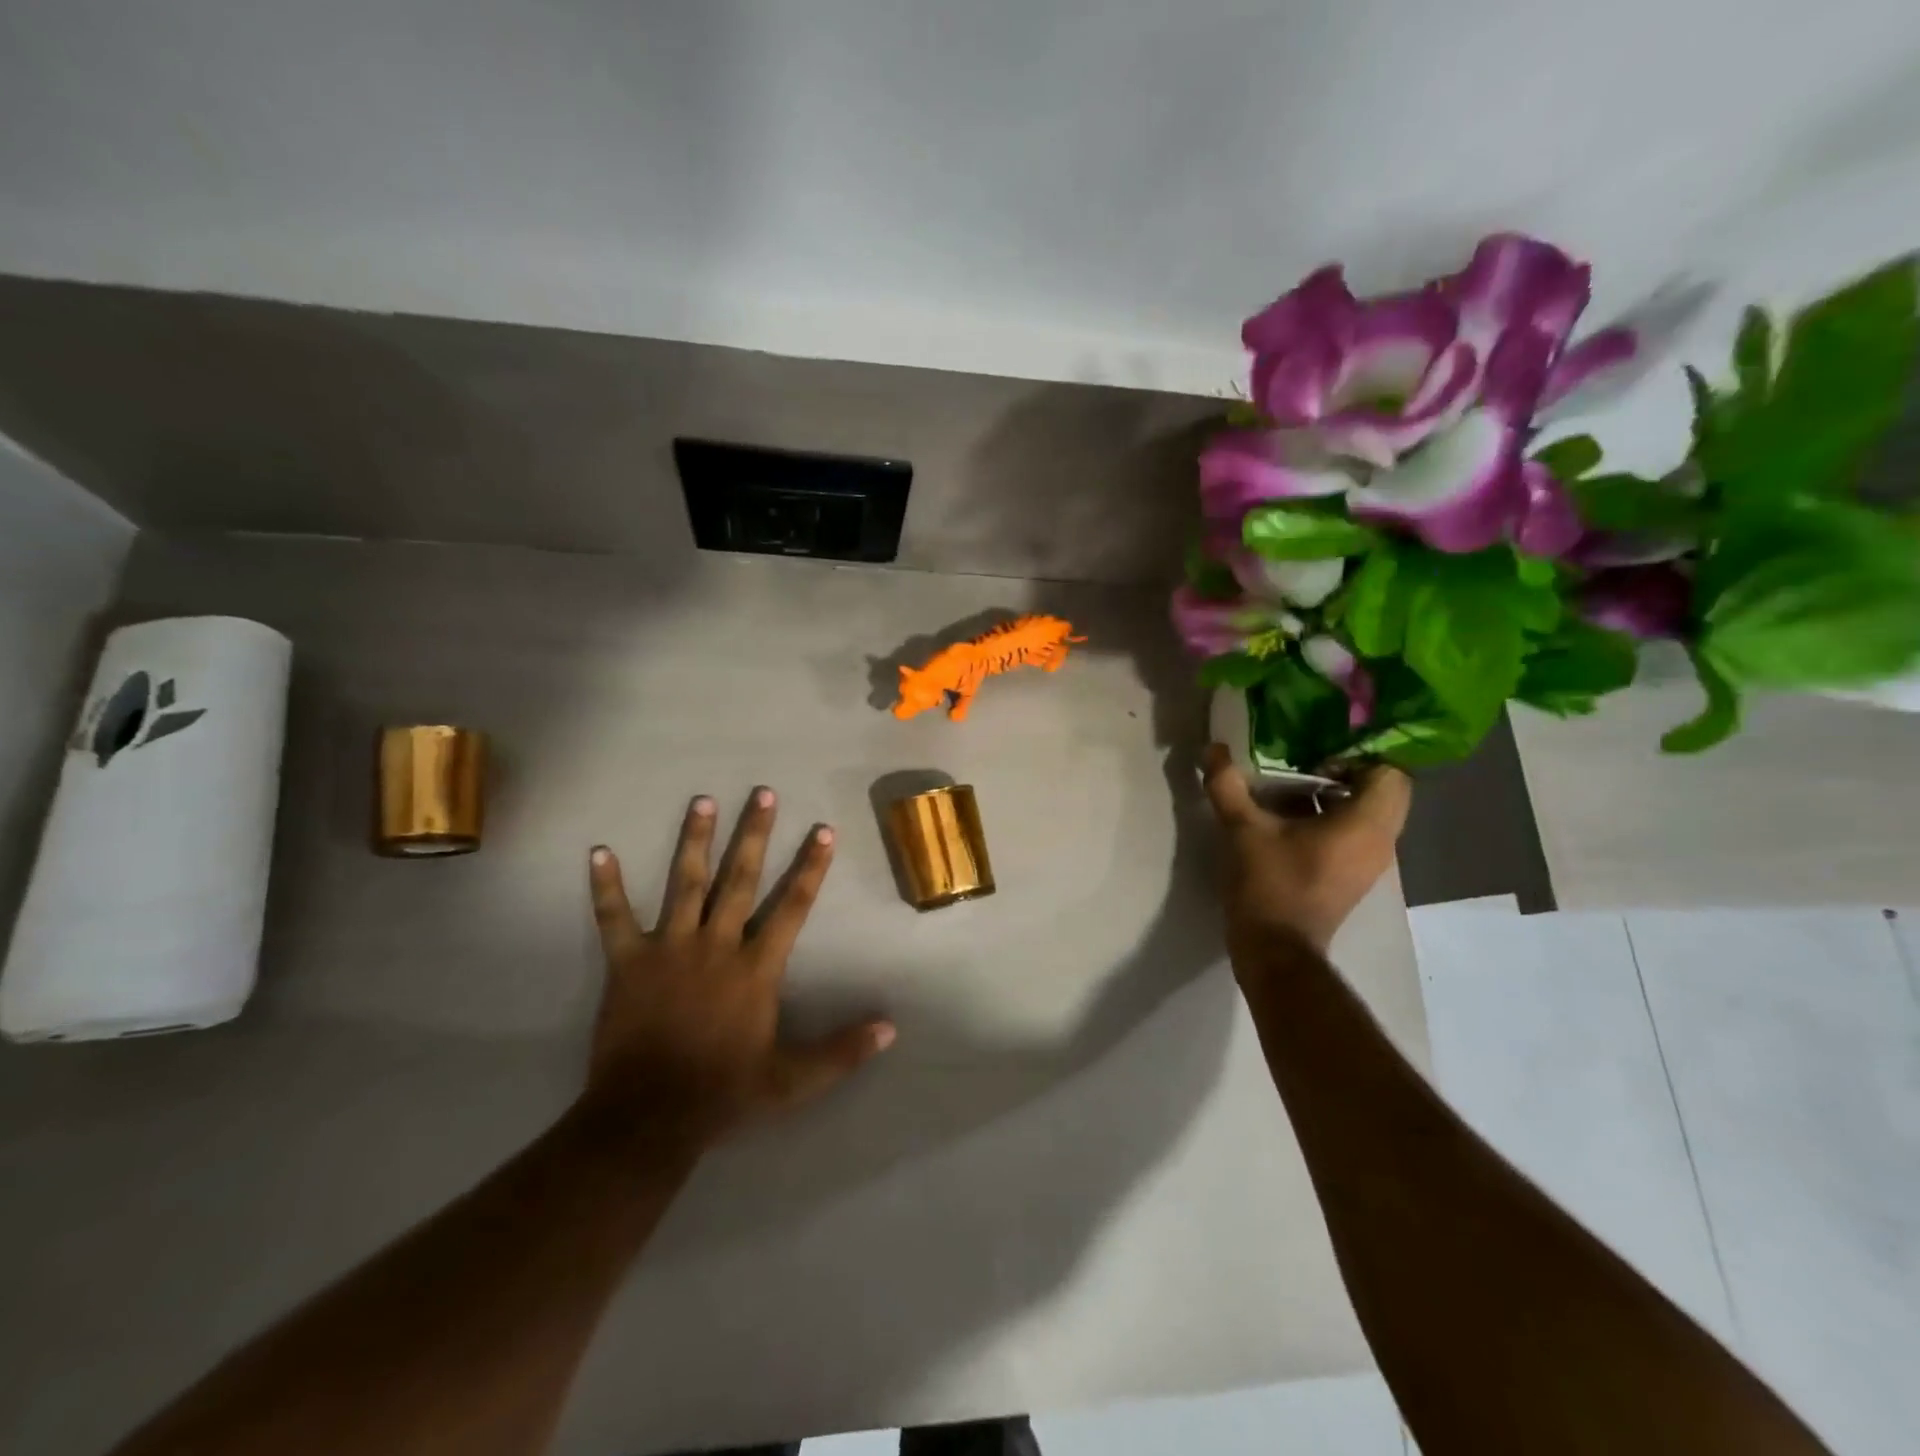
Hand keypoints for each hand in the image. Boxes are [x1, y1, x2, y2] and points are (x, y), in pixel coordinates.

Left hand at [580, 788, 895, 1150]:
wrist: (648, 1118)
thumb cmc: (724, 1093)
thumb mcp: (793, 1081)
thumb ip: (842, 1051)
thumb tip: (891, 1029)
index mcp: (756, 968)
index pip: (792, 907)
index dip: (811, 867)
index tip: (823, 830)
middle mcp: (717, 945)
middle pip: (740, 879)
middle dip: (754, 834)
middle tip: (762, 793)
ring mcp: (669, 949)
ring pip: (685, 884)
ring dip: (695, 840)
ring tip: (702, 800)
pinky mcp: (628, 963)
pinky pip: (614, 918)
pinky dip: (606, 886)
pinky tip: (599, 851)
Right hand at [1200, 743, 1410, 959]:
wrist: (1275, 949)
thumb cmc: (1269, 884)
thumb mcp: (1242, 829)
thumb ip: (1228, 785)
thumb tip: (1213, 749)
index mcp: (1365, 824)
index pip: (1391, 772)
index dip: (1357, 755)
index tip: (1315, 754)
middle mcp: (1380, 841)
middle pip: (1381, 790)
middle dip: (1344, 772)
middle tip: (1301, 764)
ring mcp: (1368, 861)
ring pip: (1365, 812)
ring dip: (1332, 795)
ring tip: (1288, 787)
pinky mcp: (1351, 875)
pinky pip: (1352, 833)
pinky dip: (1327, 818)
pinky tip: (1286, 817)